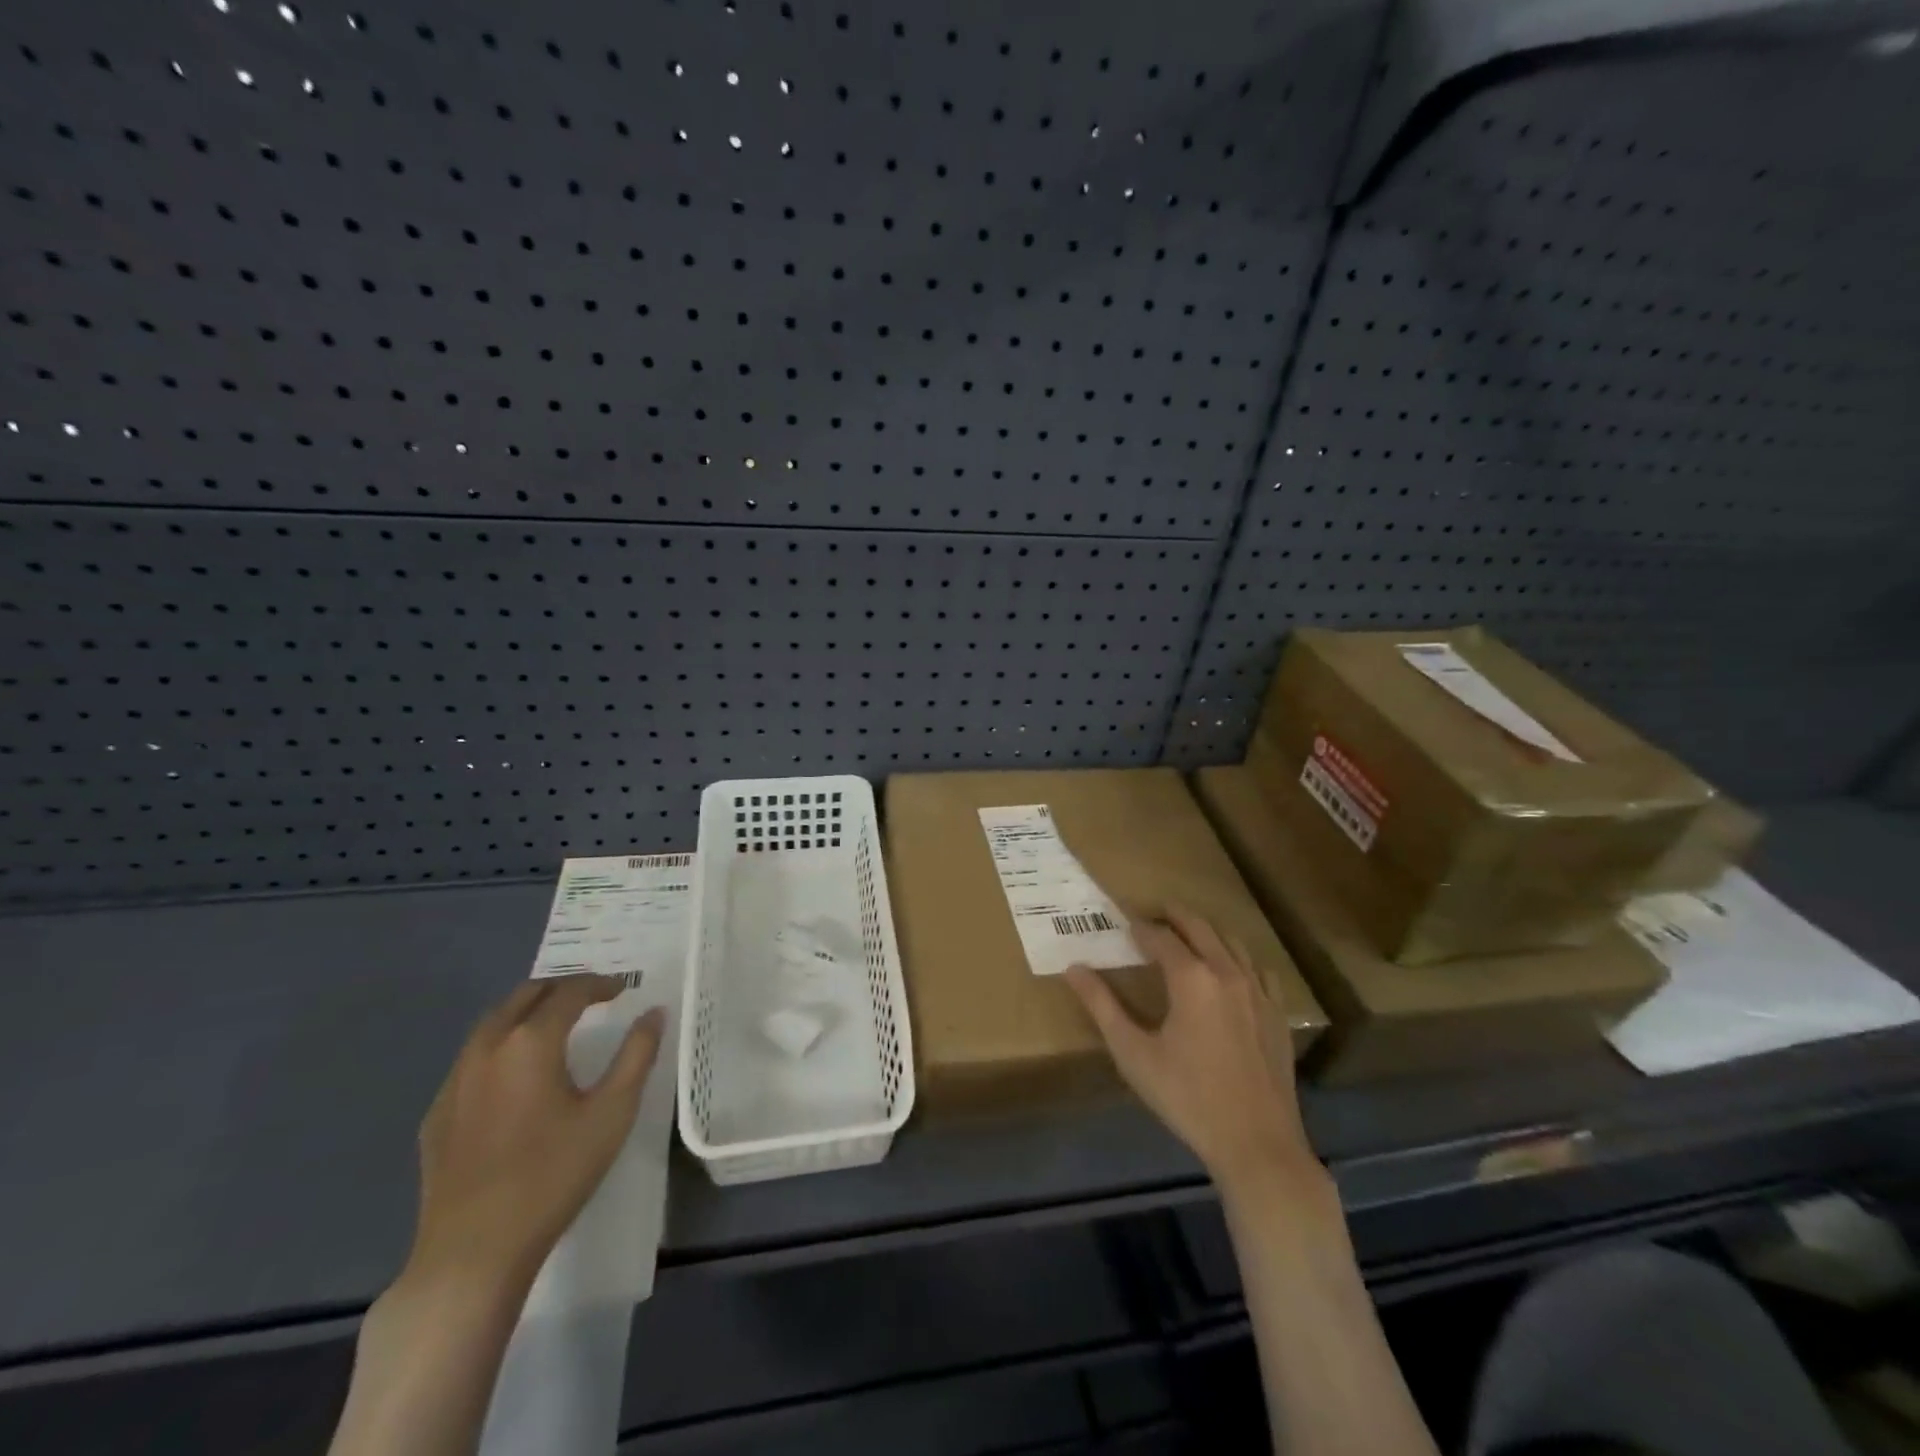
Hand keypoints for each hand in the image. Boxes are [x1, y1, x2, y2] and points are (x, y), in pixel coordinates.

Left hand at [407, 976, 665, 1294]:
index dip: (600, 984)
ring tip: (557, 1025)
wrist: (472, 1253)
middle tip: (592, 998)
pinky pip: (473, 1058)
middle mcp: (487, 1047)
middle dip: (562, 988)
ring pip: (493, 1023)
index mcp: (530, 1041)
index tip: (623, 990)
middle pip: (525, 994)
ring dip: (528, 1011)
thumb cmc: (552, 1175)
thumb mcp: (612, 1112)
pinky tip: (516, 1075)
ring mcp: (454, 1081)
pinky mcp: (437, 1113)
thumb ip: (637, 1054)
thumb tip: (654, 1012)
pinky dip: (502, 1046)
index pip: (569, 991)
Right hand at [1066, 908, 1311, 1189]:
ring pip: (1232, 942)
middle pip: (1199, 927)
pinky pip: (1259, 970)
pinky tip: (1231, 971)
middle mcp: (1226, 972)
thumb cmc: (1186, 1097)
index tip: (1123, 919)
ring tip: (1188, 934)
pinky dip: (1239, 958)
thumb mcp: (1133, 1052)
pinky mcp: (1277, 1014)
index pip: (1160, 936)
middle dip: (1174, 915)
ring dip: (1207, 932)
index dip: (1139, 926)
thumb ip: (1101, 1005)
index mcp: (1190, 977)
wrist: (1256, 1143)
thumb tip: (1073, 968)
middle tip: (1154, 910)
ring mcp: (1258, 991)